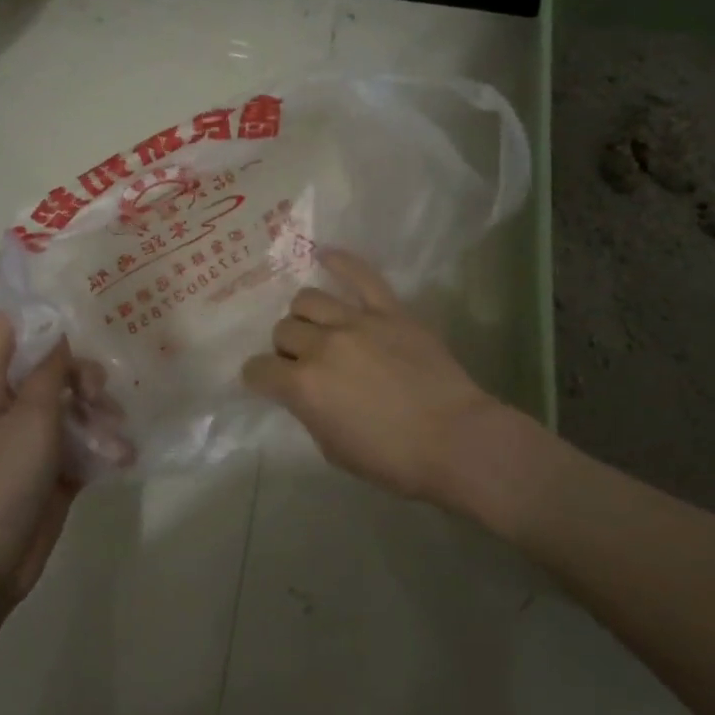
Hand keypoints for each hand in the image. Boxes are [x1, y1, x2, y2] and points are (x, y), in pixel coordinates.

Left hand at [0, 313, 104, 602]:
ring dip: (98, 411)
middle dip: (81, 371)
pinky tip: (123, 452)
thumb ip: (50, 370)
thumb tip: (62, 330)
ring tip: (114, 430)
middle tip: (98, 389)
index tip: (73, 295)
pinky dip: (103, 442)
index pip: (5, 330)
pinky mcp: (56, 466)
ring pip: (73, 404)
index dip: (32, 307)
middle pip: (51, 367)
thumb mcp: (30, 415)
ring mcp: (36, 438)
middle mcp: (13, 405)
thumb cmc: (3, 477)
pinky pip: (85, 440)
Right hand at [241, 250, 507, 505]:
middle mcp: (322, 346)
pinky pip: (361, 275)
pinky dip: (340, 262)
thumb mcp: (333, 449)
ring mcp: (356, 322)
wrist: (455, 440)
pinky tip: (325, 255)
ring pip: (308, 299)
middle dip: (286, 348)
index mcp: (303, 386)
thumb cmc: (393, 459)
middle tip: (303, 361)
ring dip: (305, 316)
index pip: (258, 370)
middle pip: (284, 330)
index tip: (267, 381)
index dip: (259, 377)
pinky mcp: (389, 310)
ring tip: (318, 326)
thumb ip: (310, 411)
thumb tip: (304, 391)